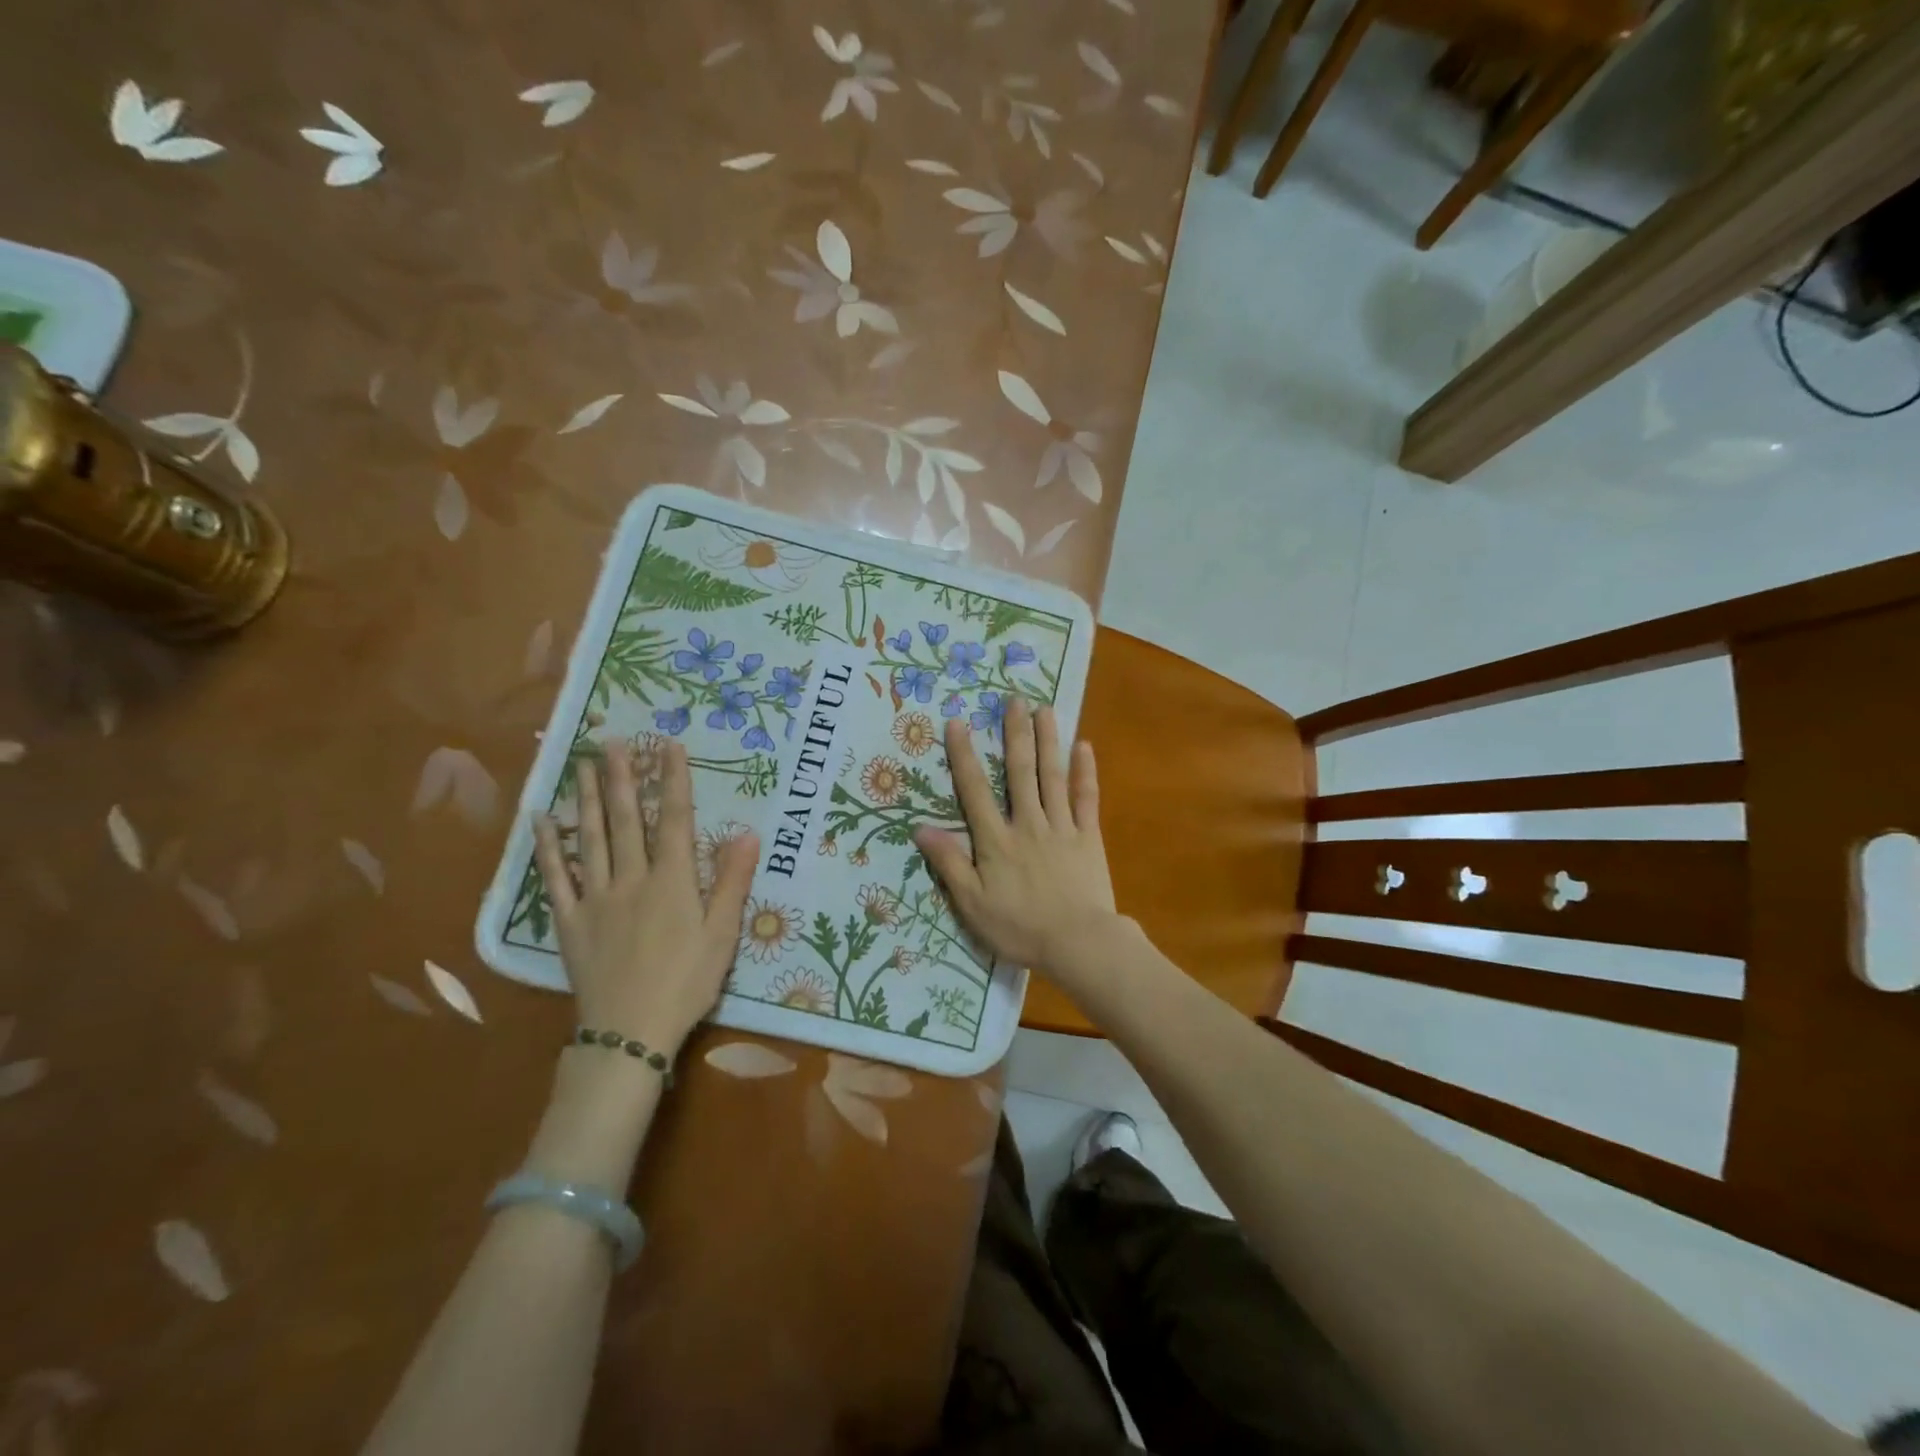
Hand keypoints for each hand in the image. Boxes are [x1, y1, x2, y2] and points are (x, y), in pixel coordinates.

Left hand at [532, 740, 757, 1060]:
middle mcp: (632, 880)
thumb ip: (732, 882)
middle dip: (621, 778)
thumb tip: (748, 833)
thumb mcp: (722, 935)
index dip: (673, 780)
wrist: (630, 1033)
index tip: (668, 745)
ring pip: (590, 839)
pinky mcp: (570, 922)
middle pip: (626, 820)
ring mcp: (596, 899)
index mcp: (672, 882)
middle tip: (610, 741)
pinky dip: (547, 848)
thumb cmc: (686, 983)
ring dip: (587, 799)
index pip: (675, 819)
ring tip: (581, 765)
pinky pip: (555, 879)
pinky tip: (541, 821)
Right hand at [914, 699, 1116, 979]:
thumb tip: (920, 827)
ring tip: (1044, 709)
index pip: (974, 790)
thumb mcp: (972, 903)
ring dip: (1047, 741)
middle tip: (1013, 700)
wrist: (1078, 943)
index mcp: (996, 840)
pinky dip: (1085, 772)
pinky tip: (1084, 746)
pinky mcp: (1089, 837)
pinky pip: (1087, 798)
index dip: (964, 756)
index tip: (957, 723)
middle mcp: (1028, 823)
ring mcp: (1062, 827)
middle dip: (1014, 734)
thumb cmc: (1019, 927)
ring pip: (1052, 776)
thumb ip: (949, 863)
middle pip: (1019, 772)